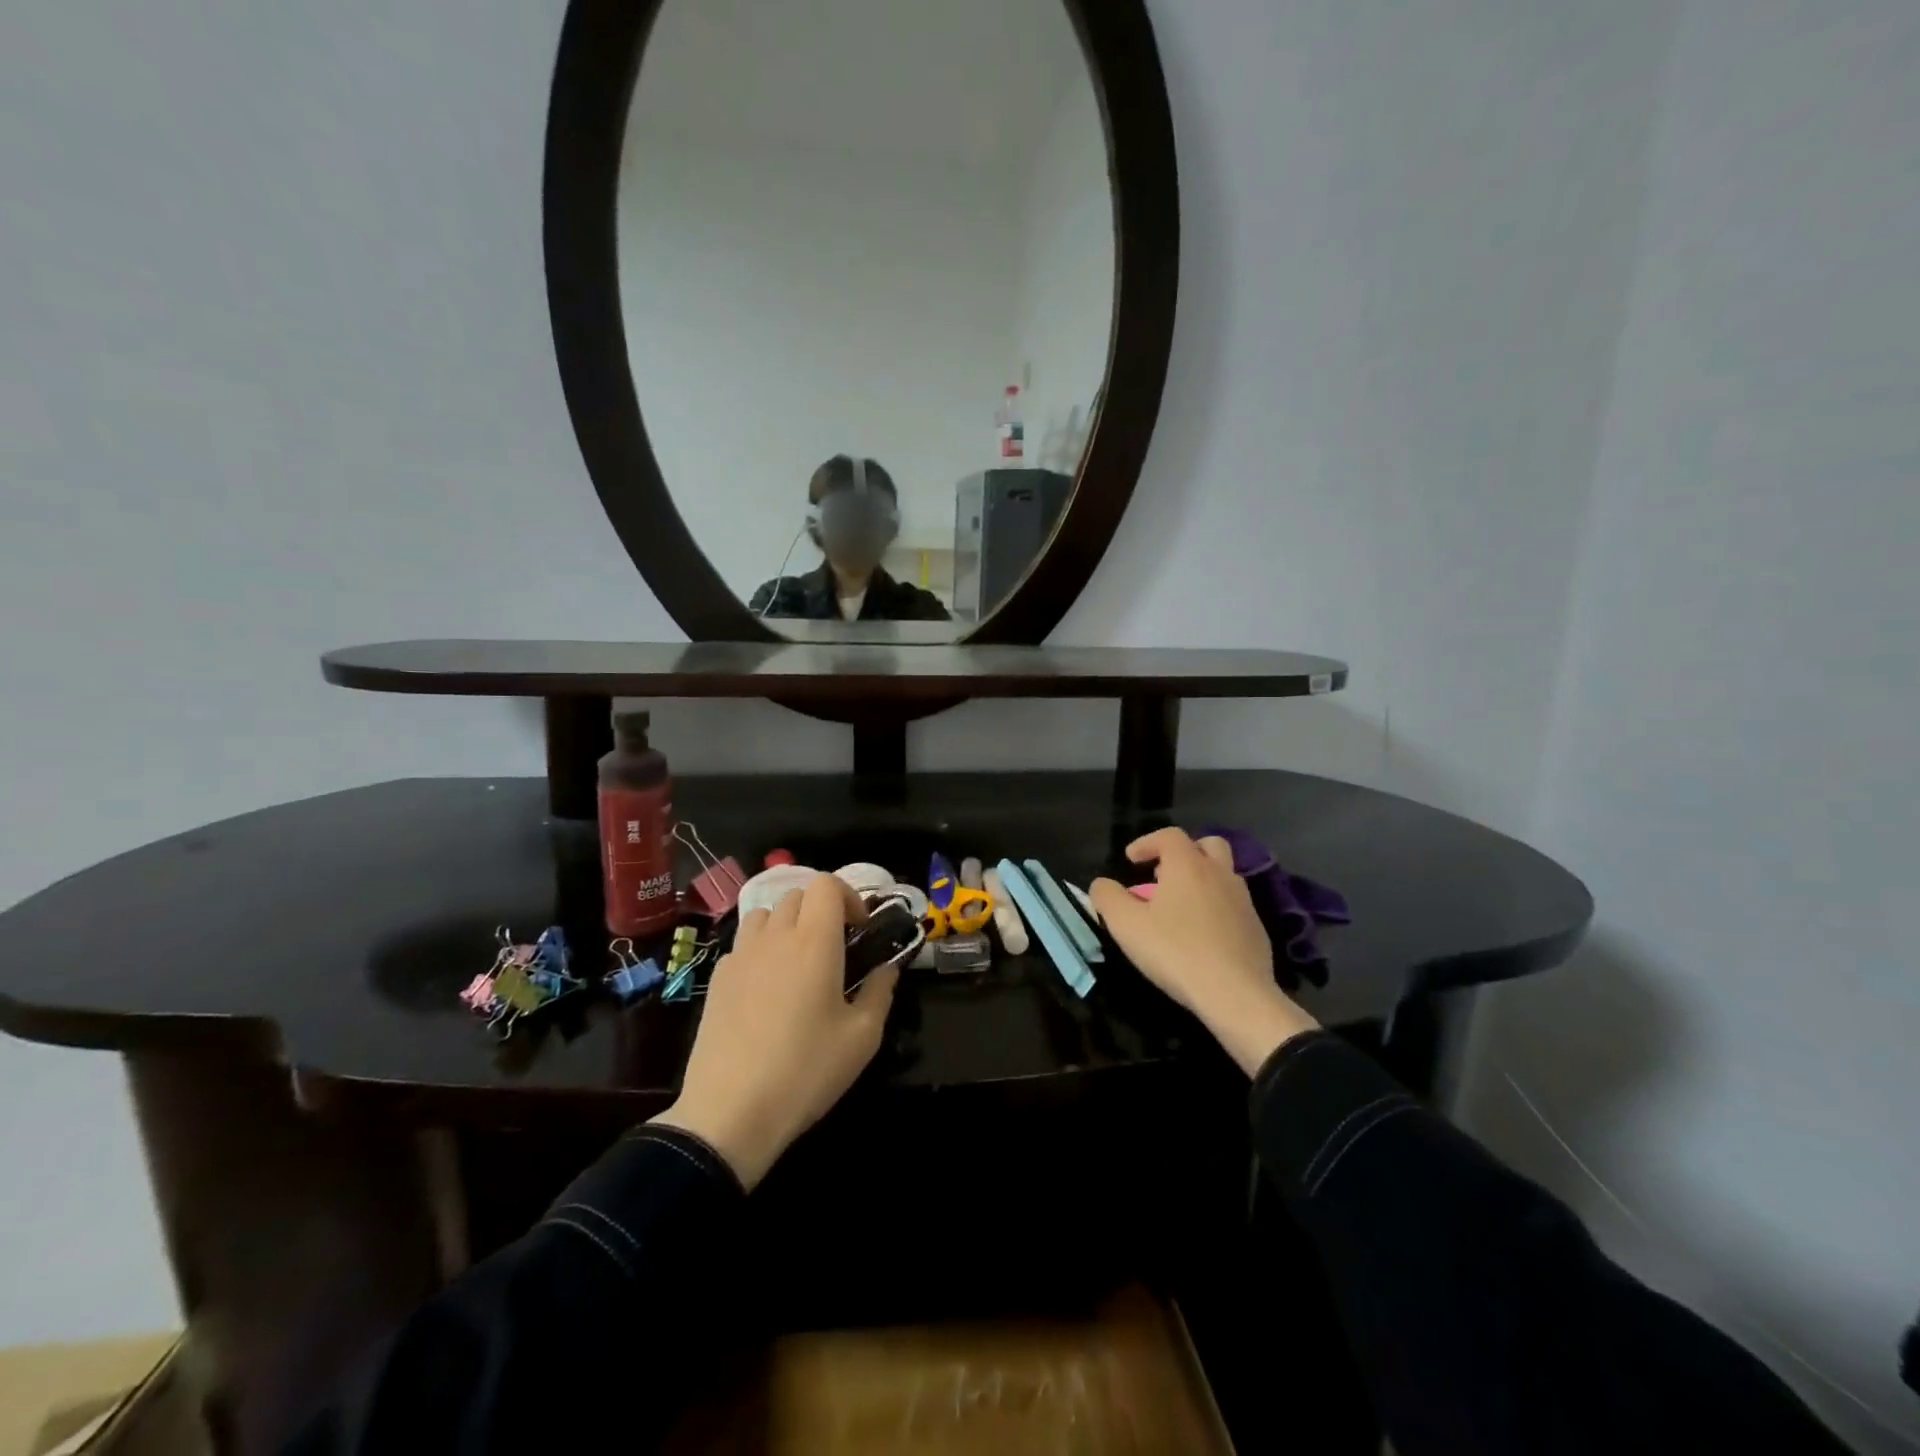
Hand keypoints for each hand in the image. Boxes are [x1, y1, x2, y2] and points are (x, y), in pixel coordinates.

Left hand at [650, 873, 897, 1188]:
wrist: (730, 1112)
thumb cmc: (806, 1070)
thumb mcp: (862, 1037)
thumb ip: (880, 992)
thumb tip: (887, 969)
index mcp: (815, 941)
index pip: (826, 884)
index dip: (848, 896)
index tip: (860, 930)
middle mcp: (775, 937)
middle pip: (797, 895)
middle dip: (821, 910)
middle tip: (836, 947)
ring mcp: (741, 955)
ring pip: (765, 914)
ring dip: (787, 924)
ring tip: (799, 961)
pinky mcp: (717, 979)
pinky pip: (743, 944)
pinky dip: (761, 949)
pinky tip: (767, 988)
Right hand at [1091, 829, 1318, 1075]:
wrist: (1235, 994)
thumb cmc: (1175, 952)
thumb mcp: (1126, 925)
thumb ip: (1107, 897)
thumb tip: (1102, 884)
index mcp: (1188, 865)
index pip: (1169, 835)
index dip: (1147, 842)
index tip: (1131, 860)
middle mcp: (1220, 874)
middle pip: (1207, 844)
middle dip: (1184, 852)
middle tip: (1164, 875)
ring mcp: (1243, 900)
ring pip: (1223, 874)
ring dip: (1202, 879)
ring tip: (1180, 906)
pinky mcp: (1256, 927)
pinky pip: (1234, 904)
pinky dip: (1216, 907)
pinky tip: (1202, 934)